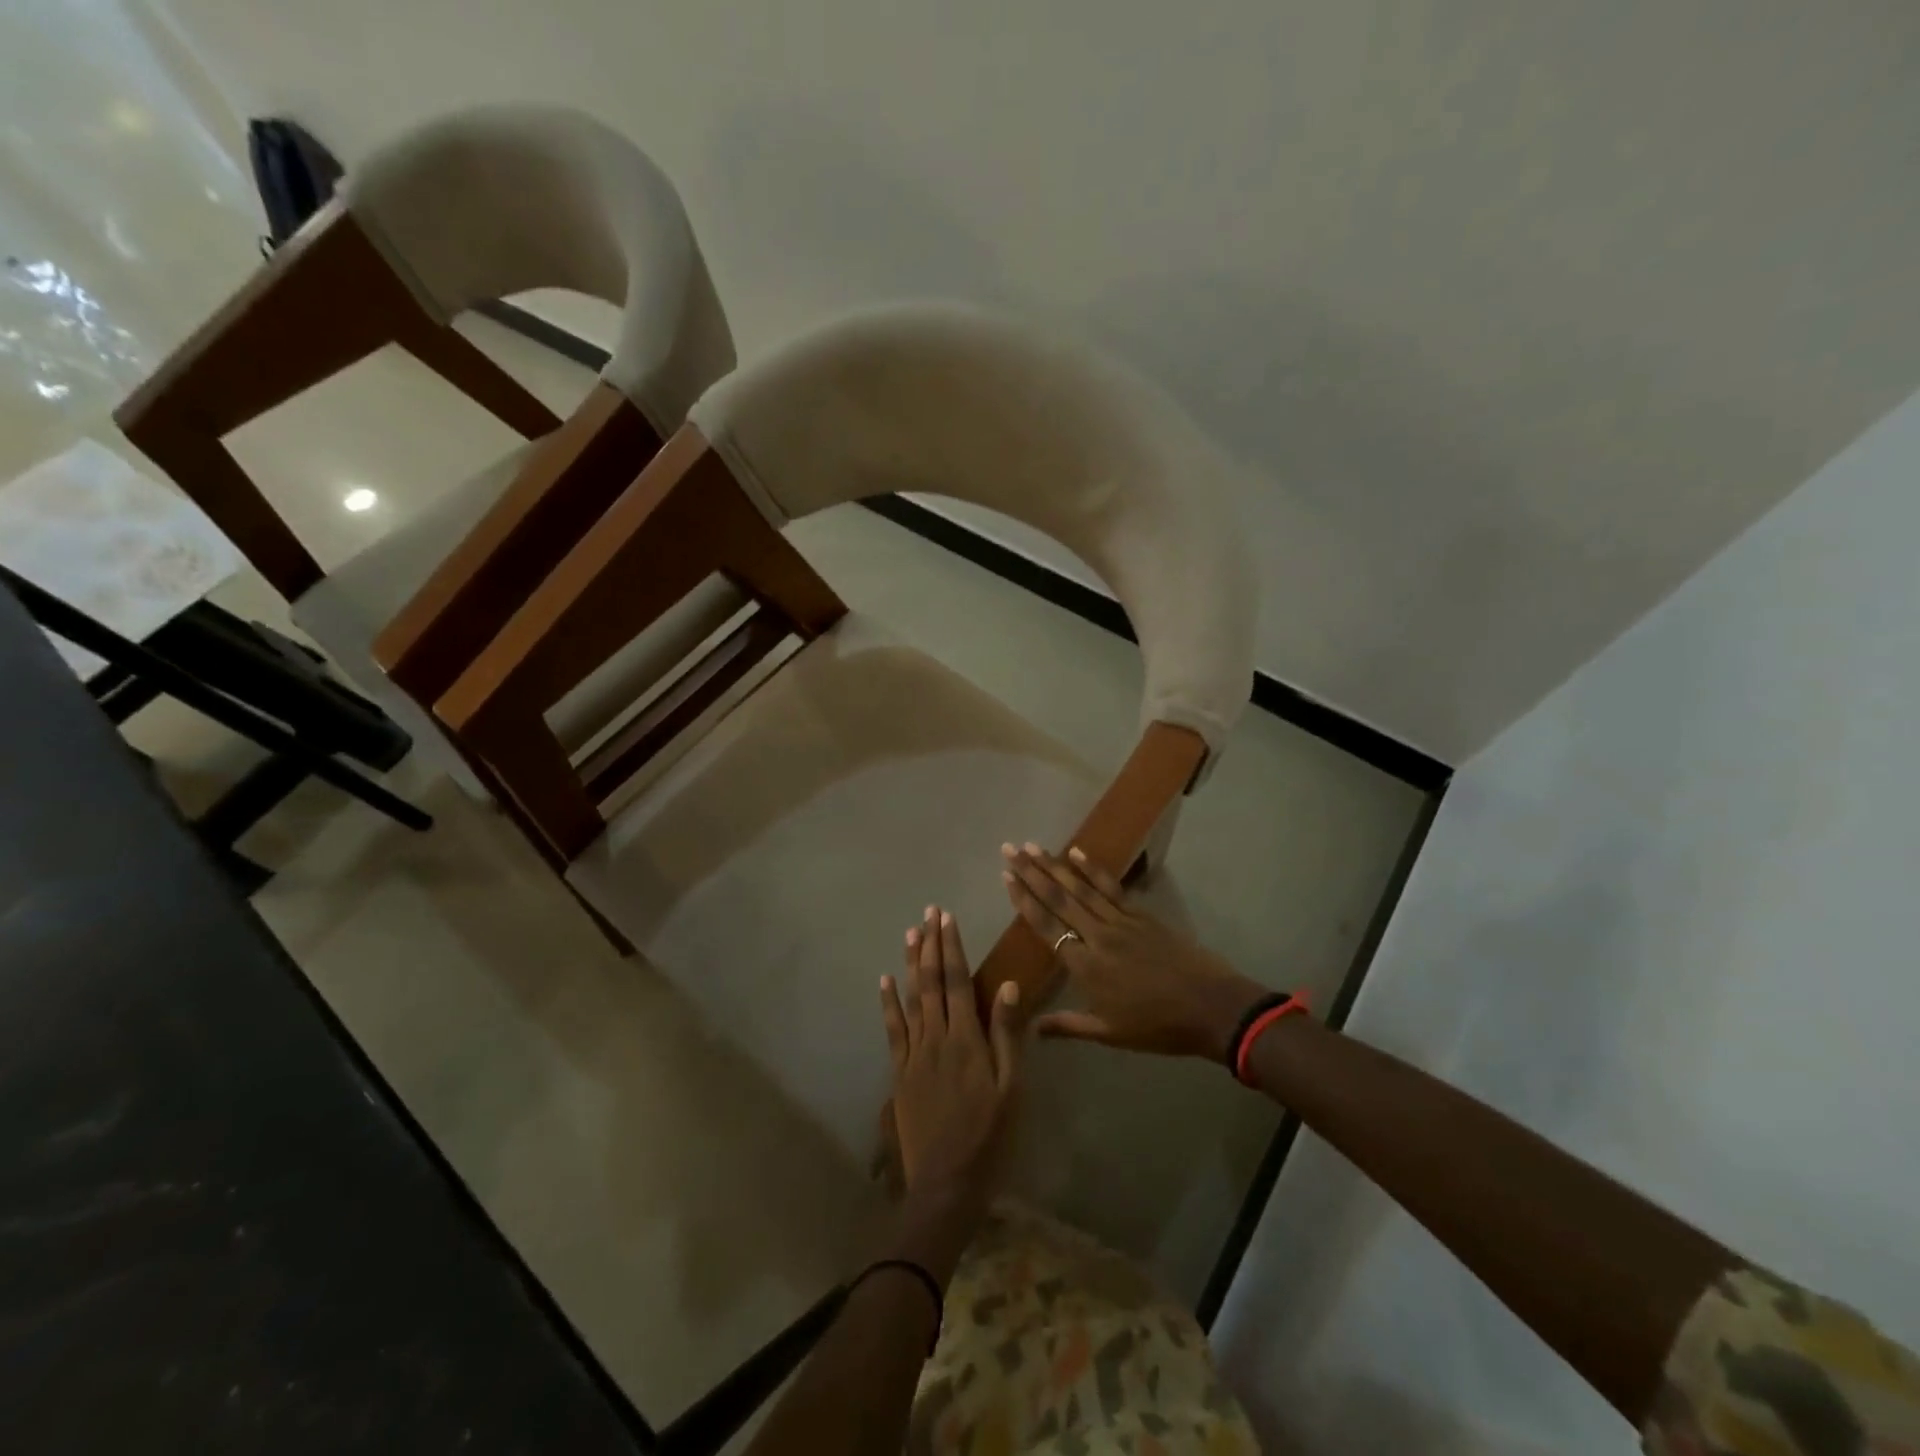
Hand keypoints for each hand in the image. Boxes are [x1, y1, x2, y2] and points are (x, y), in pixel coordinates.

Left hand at [879, 906, 1024, 1210]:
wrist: (946, 1185)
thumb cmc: (989, 1138)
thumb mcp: (1011, 1090)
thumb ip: (1007, 1036)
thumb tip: (1008, 986)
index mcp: (966, 1040)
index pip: (958, 982)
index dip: (952, 947)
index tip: (947, 917)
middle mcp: (936, 1038)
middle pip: (933, 983)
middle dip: (932, 945)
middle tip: (929, 912)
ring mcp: (914, 1054)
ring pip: (912, 999)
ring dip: (912, 964)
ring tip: (911, 933)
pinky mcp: (900, 1073)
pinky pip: (893, 1030)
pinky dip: (889, 1003)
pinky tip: (886, 980)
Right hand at [1001, 843, 1266, 1059]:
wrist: (1210, 1008)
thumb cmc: (1157, 1026)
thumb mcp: (1109, 1033)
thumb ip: (1068, 1026)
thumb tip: (1032, 1028)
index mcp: (1086, 966)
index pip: (1046, 927)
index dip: (1024, 901)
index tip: (1006, 877)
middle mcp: (1097, 936)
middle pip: (1058, 899)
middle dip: (1031, 873)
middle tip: (1010, 849)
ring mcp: (1121, 921)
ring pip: (1081, 888)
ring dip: (1055, 865)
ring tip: (1033, 846)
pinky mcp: (1141, 915)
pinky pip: (1111, 887)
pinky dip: (1093, 869)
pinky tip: (1077, 853)